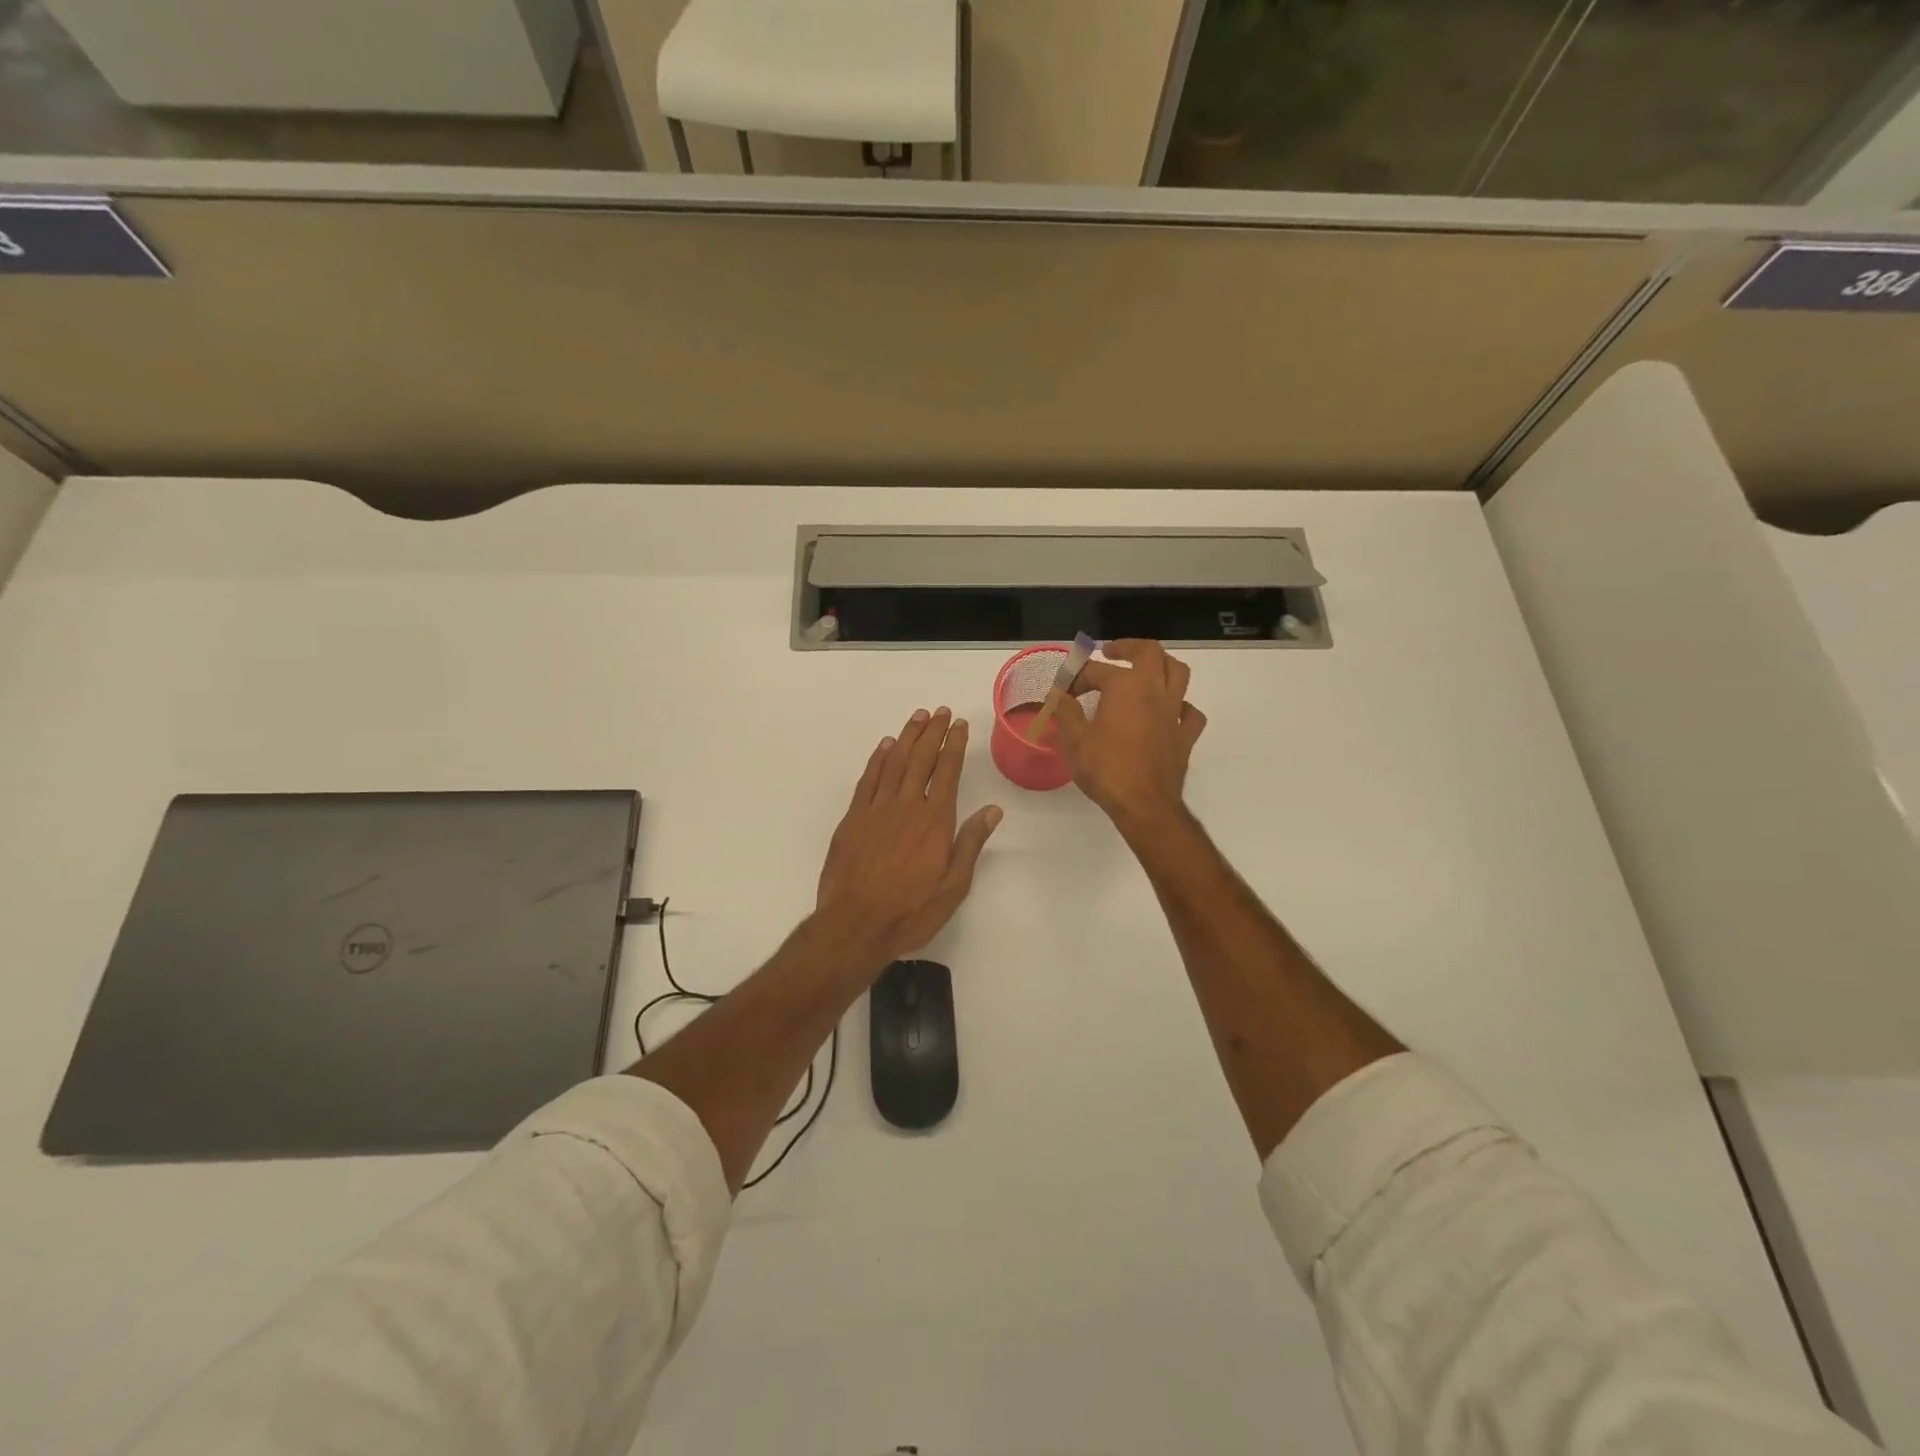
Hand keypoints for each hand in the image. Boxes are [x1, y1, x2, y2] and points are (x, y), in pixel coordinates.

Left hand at [816, 707, 1002, 969]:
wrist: (855, 925)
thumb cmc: (910, 912)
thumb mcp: (953, 886)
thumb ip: (970, 844)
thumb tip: (992, 810)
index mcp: (935, 821)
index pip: (948, 771)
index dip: (954, 745)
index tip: (959, 725)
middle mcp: (907, 806)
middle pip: (921, 759)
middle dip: (933, 732)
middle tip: (940, 711)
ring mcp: (876, 810)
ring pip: (894, 762)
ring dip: (907, 737)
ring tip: (918, 717)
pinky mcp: (852, 819)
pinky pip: (868, 779)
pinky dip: (878, 759)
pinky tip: (885, 746)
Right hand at [1054, 640, 1206, 828]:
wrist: (1144, 805)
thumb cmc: (1106, 769)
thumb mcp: (1074, 740)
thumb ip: (1065, 711)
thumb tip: (1057, 695)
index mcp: (1125, 686)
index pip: (1095, 671)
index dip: (1075, 678)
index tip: (1062, 692)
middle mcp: (1154, 690)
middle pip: (1149, 652)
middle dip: (1127, 647)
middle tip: (1110, 652)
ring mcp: (1175, 712)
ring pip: (1177, 673)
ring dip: (1161, 665)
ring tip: (1145, 671)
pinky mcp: (1186, 735)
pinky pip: (1190, 711)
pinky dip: (1180, 706)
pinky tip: (1168, 712)